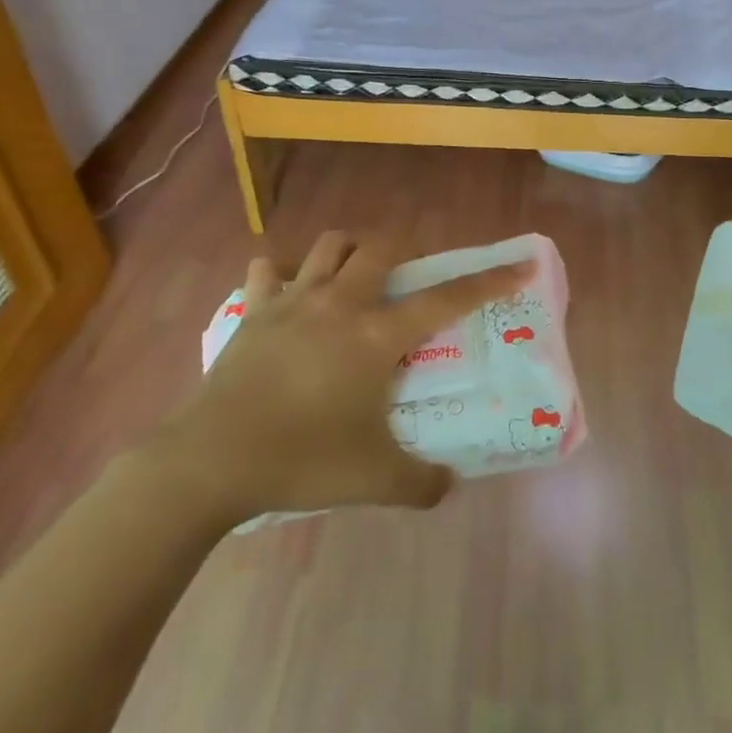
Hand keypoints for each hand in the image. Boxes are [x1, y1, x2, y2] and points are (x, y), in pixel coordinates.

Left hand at [142, 232, 530, 529]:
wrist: (213, 460)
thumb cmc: (303, 459)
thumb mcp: (374, 481)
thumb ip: (421, 484)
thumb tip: (448, 486)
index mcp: (377, 336)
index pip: (446, 298)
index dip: (487, 281)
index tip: (518, 265)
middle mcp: (341, 304)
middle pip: (381, 250)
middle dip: (402, 255)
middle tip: (404, 285)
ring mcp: (294, 302)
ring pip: (330, 246)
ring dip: (348, 252)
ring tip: (352, 280)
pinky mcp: (255, 312)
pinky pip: (269, 272)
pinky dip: (283, 274)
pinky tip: (287, 295)